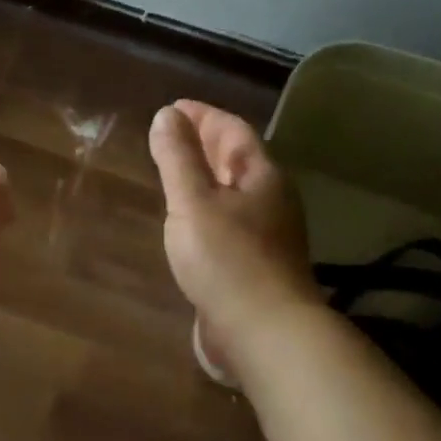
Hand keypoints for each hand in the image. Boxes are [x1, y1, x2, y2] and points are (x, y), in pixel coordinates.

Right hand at [148, 101, 315, 372]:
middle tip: (173, 135)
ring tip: (177, 175)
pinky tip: (191, 224)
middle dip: (207, 143)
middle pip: (239, 160)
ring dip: (208, 178)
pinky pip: (231, 222)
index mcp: (261, 176)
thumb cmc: (226, 259)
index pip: (232, 130)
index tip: (174, 107)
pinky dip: (209, 210)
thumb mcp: (193, 201)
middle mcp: (272, 200)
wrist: (264, 332)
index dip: (203, 115)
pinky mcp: (258, 266)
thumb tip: (168, 114)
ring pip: (235, 193)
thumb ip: (178, 158)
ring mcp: (269, 235)